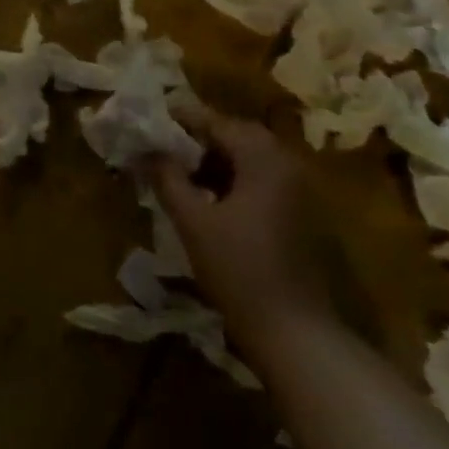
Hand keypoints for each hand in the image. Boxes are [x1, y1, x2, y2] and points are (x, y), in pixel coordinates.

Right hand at [149, 115, 335, 350]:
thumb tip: (147, 149)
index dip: (183, 117)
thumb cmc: (239, 269)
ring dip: (216, 158)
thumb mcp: (192, 221)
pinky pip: (262, 180)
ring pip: (251, 158)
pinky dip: (234, 178)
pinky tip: (209, 198)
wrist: (295, 331)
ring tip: (180, 171)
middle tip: (164, 144)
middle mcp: (287, 166)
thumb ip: (168, 178)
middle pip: (239, 135)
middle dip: (200, 136)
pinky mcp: (300, 215)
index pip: (218, 122)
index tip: (152, 117)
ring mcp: (299, 192)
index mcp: (264, 160)